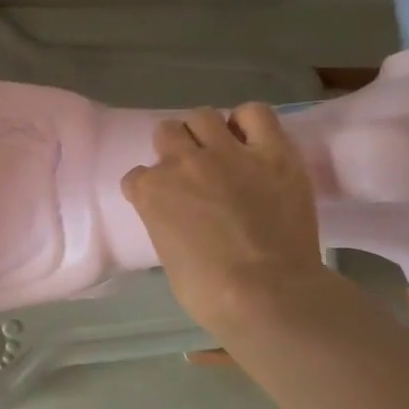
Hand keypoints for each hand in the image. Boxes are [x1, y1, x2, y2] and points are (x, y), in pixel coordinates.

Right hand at [121, 103, 323, 334]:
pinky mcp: (272, 153)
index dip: (151, 188)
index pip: (137, 176)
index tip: (164, 202)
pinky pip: (256, 114)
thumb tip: (182, 221)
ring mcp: (227, 153)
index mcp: (151, 191)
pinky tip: (252, 140)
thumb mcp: (168, 256)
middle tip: (192, 169)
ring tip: (221, 150)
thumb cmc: (209, 293)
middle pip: (166, 132)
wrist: (267, 295)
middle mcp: (182, 162)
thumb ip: (167, 224)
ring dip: (206, 131)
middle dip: (174, 147)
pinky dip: (250, 122)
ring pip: (203, 116)